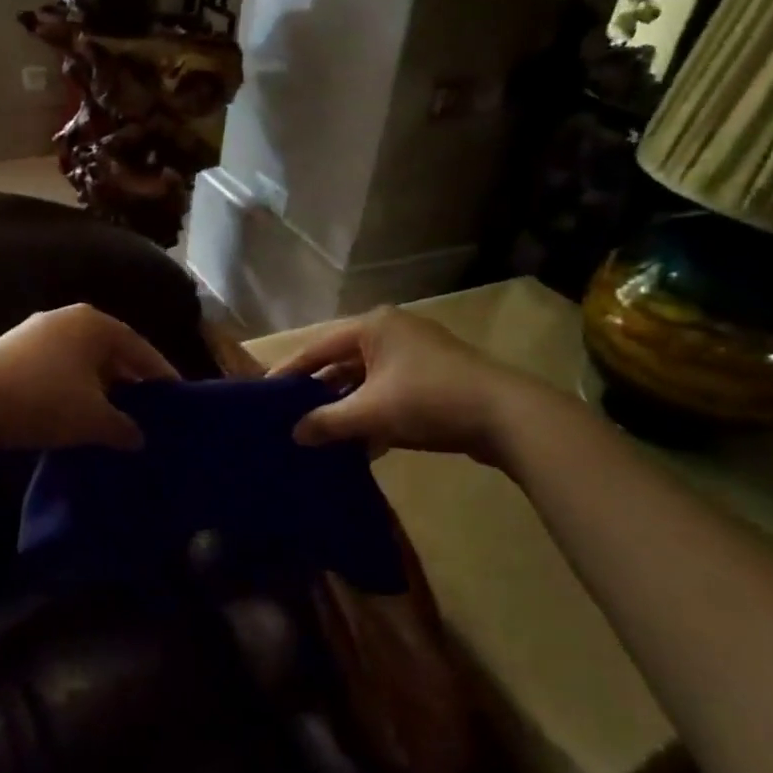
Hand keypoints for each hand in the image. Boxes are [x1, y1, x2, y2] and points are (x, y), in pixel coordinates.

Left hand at [0, 304, 177, 451]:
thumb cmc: (44, 401)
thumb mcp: (94, 419)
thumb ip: (125, 427)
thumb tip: (139, 438)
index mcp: (95, 324)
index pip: (140, 348)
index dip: (161, 374)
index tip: (176, 397)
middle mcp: (67, 318)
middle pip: (111, 351)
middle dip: (129, 380)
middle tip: (147, 408)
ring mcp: (35, 332)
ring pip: (82, 360)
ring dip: (100, 386)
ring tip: (113, 414)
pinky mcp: (11, 350)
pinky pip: (58, 367)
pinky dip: (73, 388)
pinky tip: (74, 412)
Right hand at [269, 306, 561, 462]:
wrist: (506, 416)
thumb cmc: (429, 400)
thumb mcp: (371, 412)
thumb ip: (327, 422)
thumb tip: (295, 435)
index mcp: (373, 326)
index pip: (318, 346)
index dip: (290, 370)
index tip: (265, 393)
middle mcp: (392, 332)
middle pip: (342, 362)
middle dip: (319, 392)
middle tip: (290, 416)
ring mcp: (416, 355)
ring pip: (367, 381)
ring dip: (347, 408)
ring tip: (321, 435)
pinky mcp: (434, 379)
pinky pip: (390, 393)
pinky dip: (374, 415)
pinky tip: (362, 446)